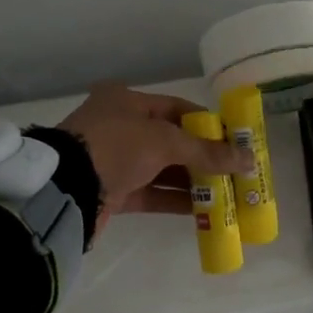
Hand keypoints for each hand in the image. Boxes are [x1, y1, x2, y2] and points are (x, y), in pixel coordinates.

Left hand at [58, 83, 251, 239]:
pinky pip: (151, 192)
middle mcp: (120, 127)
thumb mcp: (164, 142)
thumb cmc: (115, 147)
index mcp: (128, 101)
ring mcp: (115, 161)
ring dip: (192, 181)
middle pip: (172, 141)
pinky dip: (175, 200)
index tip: (236, 142)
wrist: (64, 189)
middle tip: (236, 172)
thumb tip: (249, 159)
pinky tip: (203, 210)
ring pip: (163, 169)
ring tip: (227, 194)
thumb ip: (207, 152)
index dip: (208, 126)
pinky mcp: (112, 191)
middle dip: (204, 157)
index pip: (178, 109)